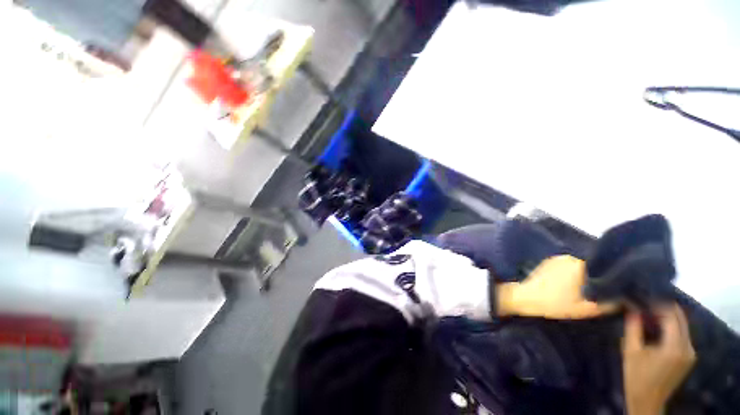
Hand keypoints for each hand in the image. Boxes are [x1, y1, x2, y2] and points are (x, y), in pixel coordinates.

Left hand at [497, 255, 616, 318]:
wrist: (525, 297)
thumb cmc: (556, 304)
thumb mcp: (588, 309)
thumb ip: (610, 303)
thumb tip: (628, 298)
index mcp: (582, 266)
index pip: (605, 268)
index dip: (611, 279)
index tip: (616, 288)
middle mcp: (571, 257)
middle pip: (592, 267)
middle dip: (597, 277)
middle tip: (600, 290)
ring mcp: (558, 258)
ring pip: (579, 267)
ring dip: (584, 275)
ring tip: (585, 288)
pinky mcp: (548, 261)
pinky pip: (567, 266)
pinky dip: (571, 273)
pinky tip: (569, 284)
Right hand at [622, 304, 695, 414]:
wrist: (647, 400)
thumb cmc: (637, 375)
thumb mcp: (631, 351)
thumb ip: (633, 327)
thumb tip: (632, 307)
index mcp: (675, 346)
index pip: (671, 316)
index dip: (657, 304)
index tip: (642, 297)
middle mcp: (688, 347)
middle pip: (680, 319)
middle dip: (664, 308)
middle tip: (644, 302)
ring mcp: (690, 353)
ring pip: (682, 325)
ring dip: (668, 317)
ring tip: (648, 313)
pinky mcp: (688, 357)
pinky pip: (682, 334)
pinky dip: (671, 327)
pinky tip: (657, 327)